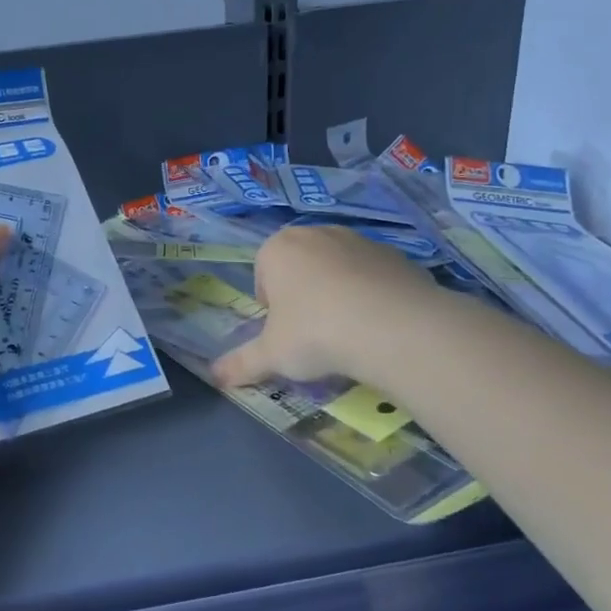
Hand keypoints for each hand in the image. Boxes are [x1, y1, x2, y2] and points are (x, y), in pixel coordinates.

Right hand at [211, 224, 432, 388]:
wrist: (394, 327)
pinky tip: (377, 326)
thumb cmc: (315, 333)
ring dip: (337, 293)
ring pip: (337, 269)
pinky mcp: (396, 255)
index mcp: (278, 248)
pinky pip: (372, 276)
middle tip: (312, 333)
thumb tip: (214, 377)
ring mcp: (359, 240)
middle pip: (300, 267)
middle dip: (302, 295)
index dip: (270, 307)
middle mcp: (316, 234)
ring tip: (347, 332)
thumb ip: (241, 364)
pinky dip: (371, 296)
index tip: (283, 333)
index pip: (262, 274)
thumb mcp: (271, 355)